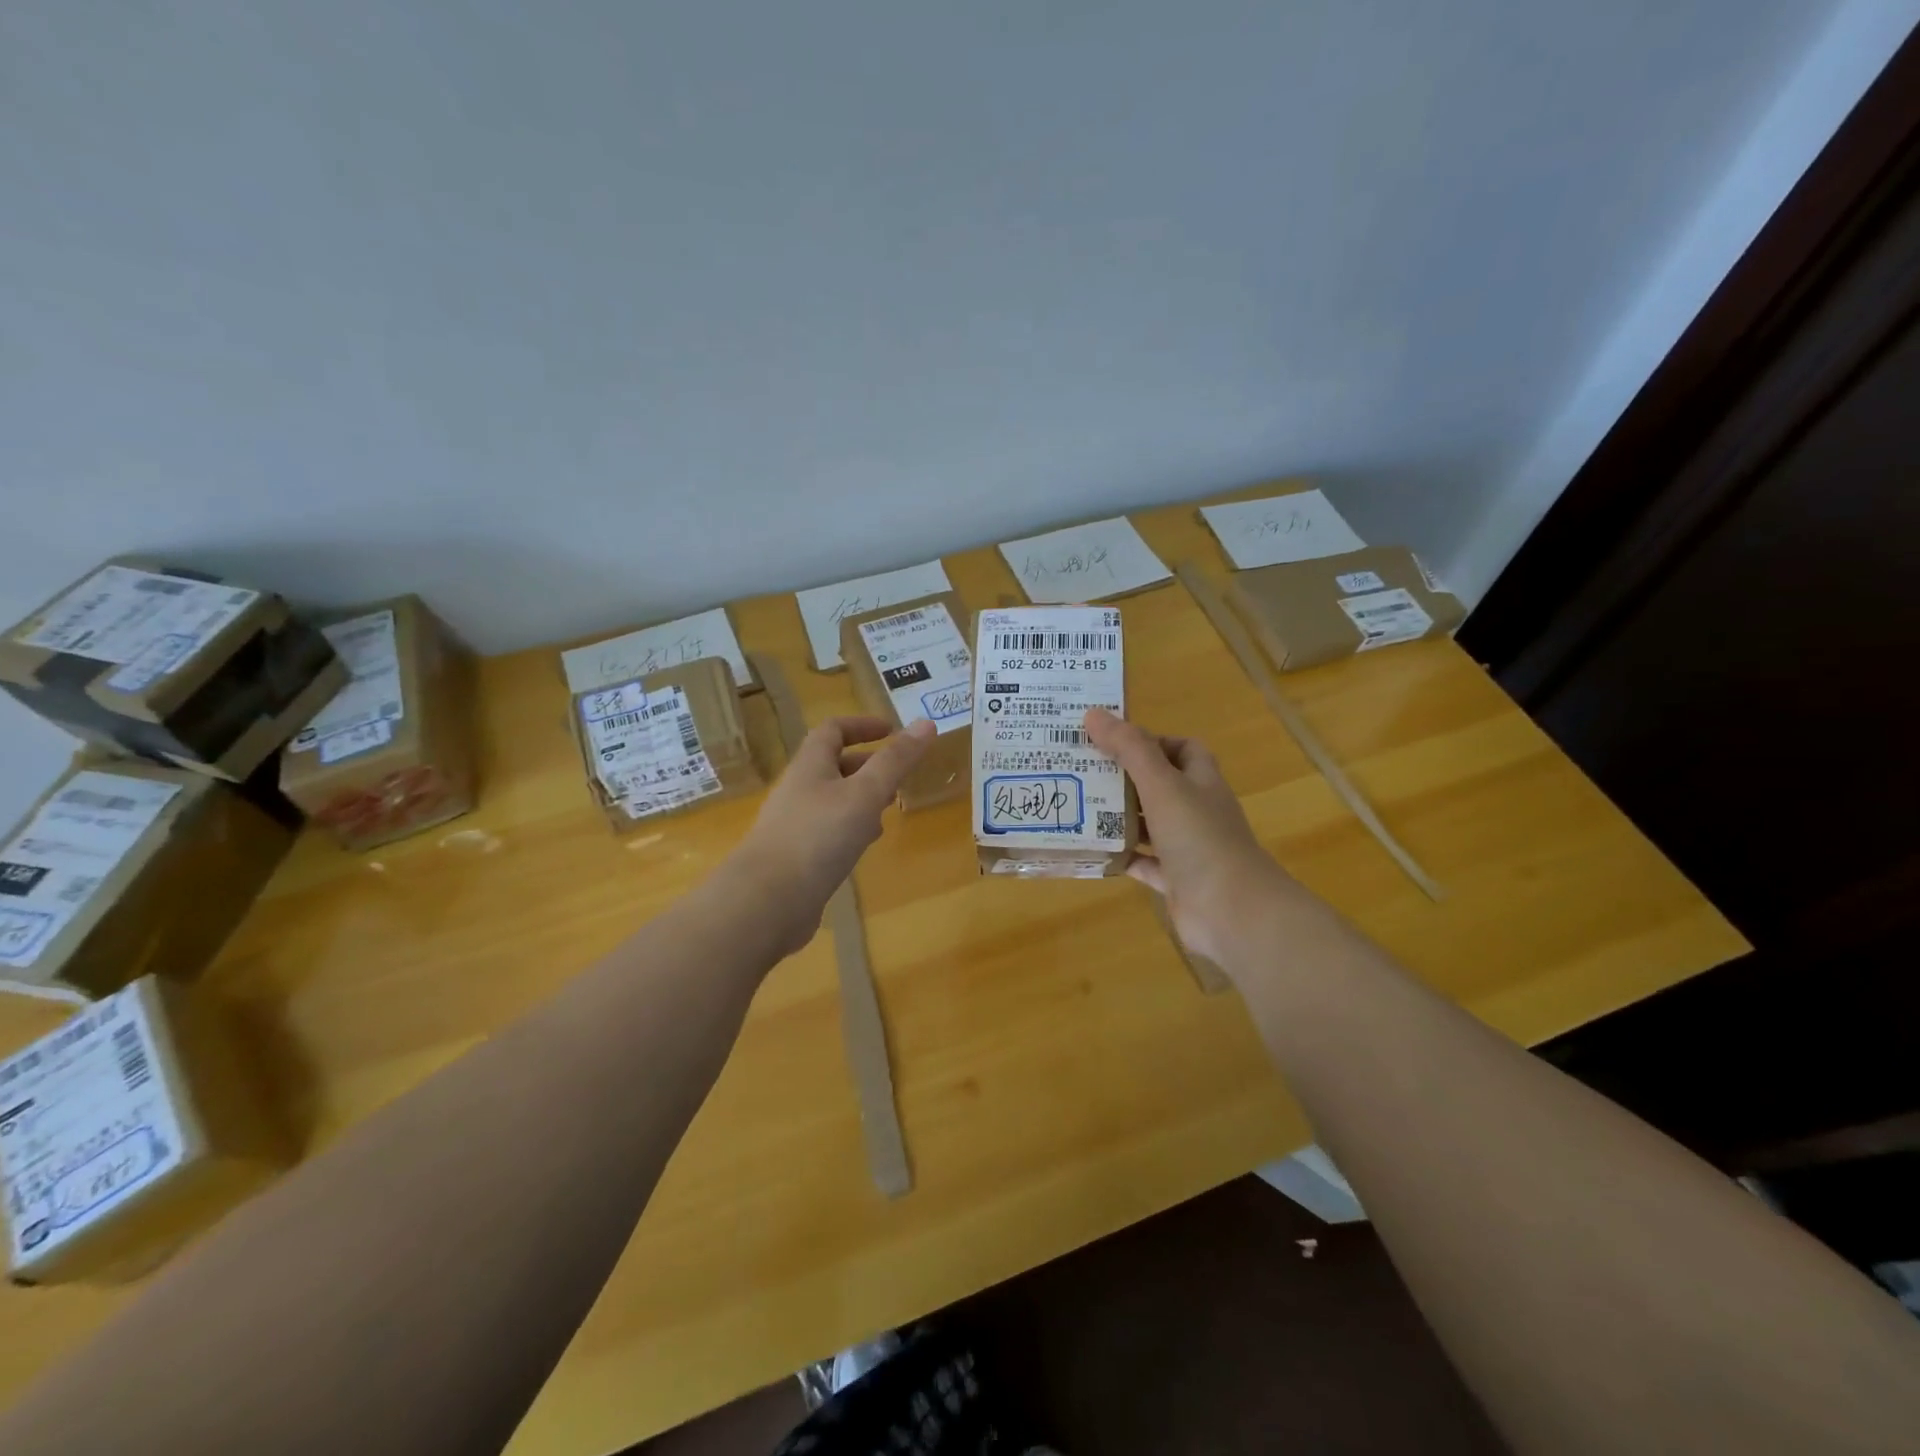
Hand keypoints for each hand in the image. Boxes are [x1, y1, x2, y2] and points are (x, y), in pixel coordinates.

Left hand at [727, 716, 935, 953]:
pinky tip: (864, 846)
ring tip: (888, 808)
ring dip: (860, 798)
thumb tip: (926, 723)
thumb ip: (896, 761)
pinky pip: (827, 832)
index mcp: (810, 766)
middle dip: (867, 765)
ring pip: (832, 801)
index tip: (892, 730)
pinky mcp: (796, 858)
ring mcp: (794, 825)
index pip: (833, 730)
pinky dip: (850, 829)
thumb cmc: (818, 837)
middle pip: (832, 766)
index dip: (862, 725)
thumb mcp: (865, 793)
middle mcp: (799, 790)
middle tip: (898, 775)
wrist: (767, 901)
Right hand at [1084, 707, 1295, 969]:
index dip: (1151, 741)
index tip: (1112, 741)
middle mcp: (1196, 812)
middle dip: (1124, 778)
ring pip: (1148, 825)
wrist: (1233, 911)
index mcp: (1201, 782)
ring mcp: (1187, 849)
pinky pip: (1142, 863)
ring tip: (1077, 806)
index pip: (1182, 749)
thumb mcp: (1162, 785)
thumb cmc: (1200, 838)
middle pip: (1159, 786)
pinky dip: (1120, 856)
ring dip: (1118, 817)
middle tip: (1081, 771)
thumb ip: (1129, 750)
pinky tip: (1091, 850)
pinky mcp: (1175, 881)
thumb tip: (1093, 714)